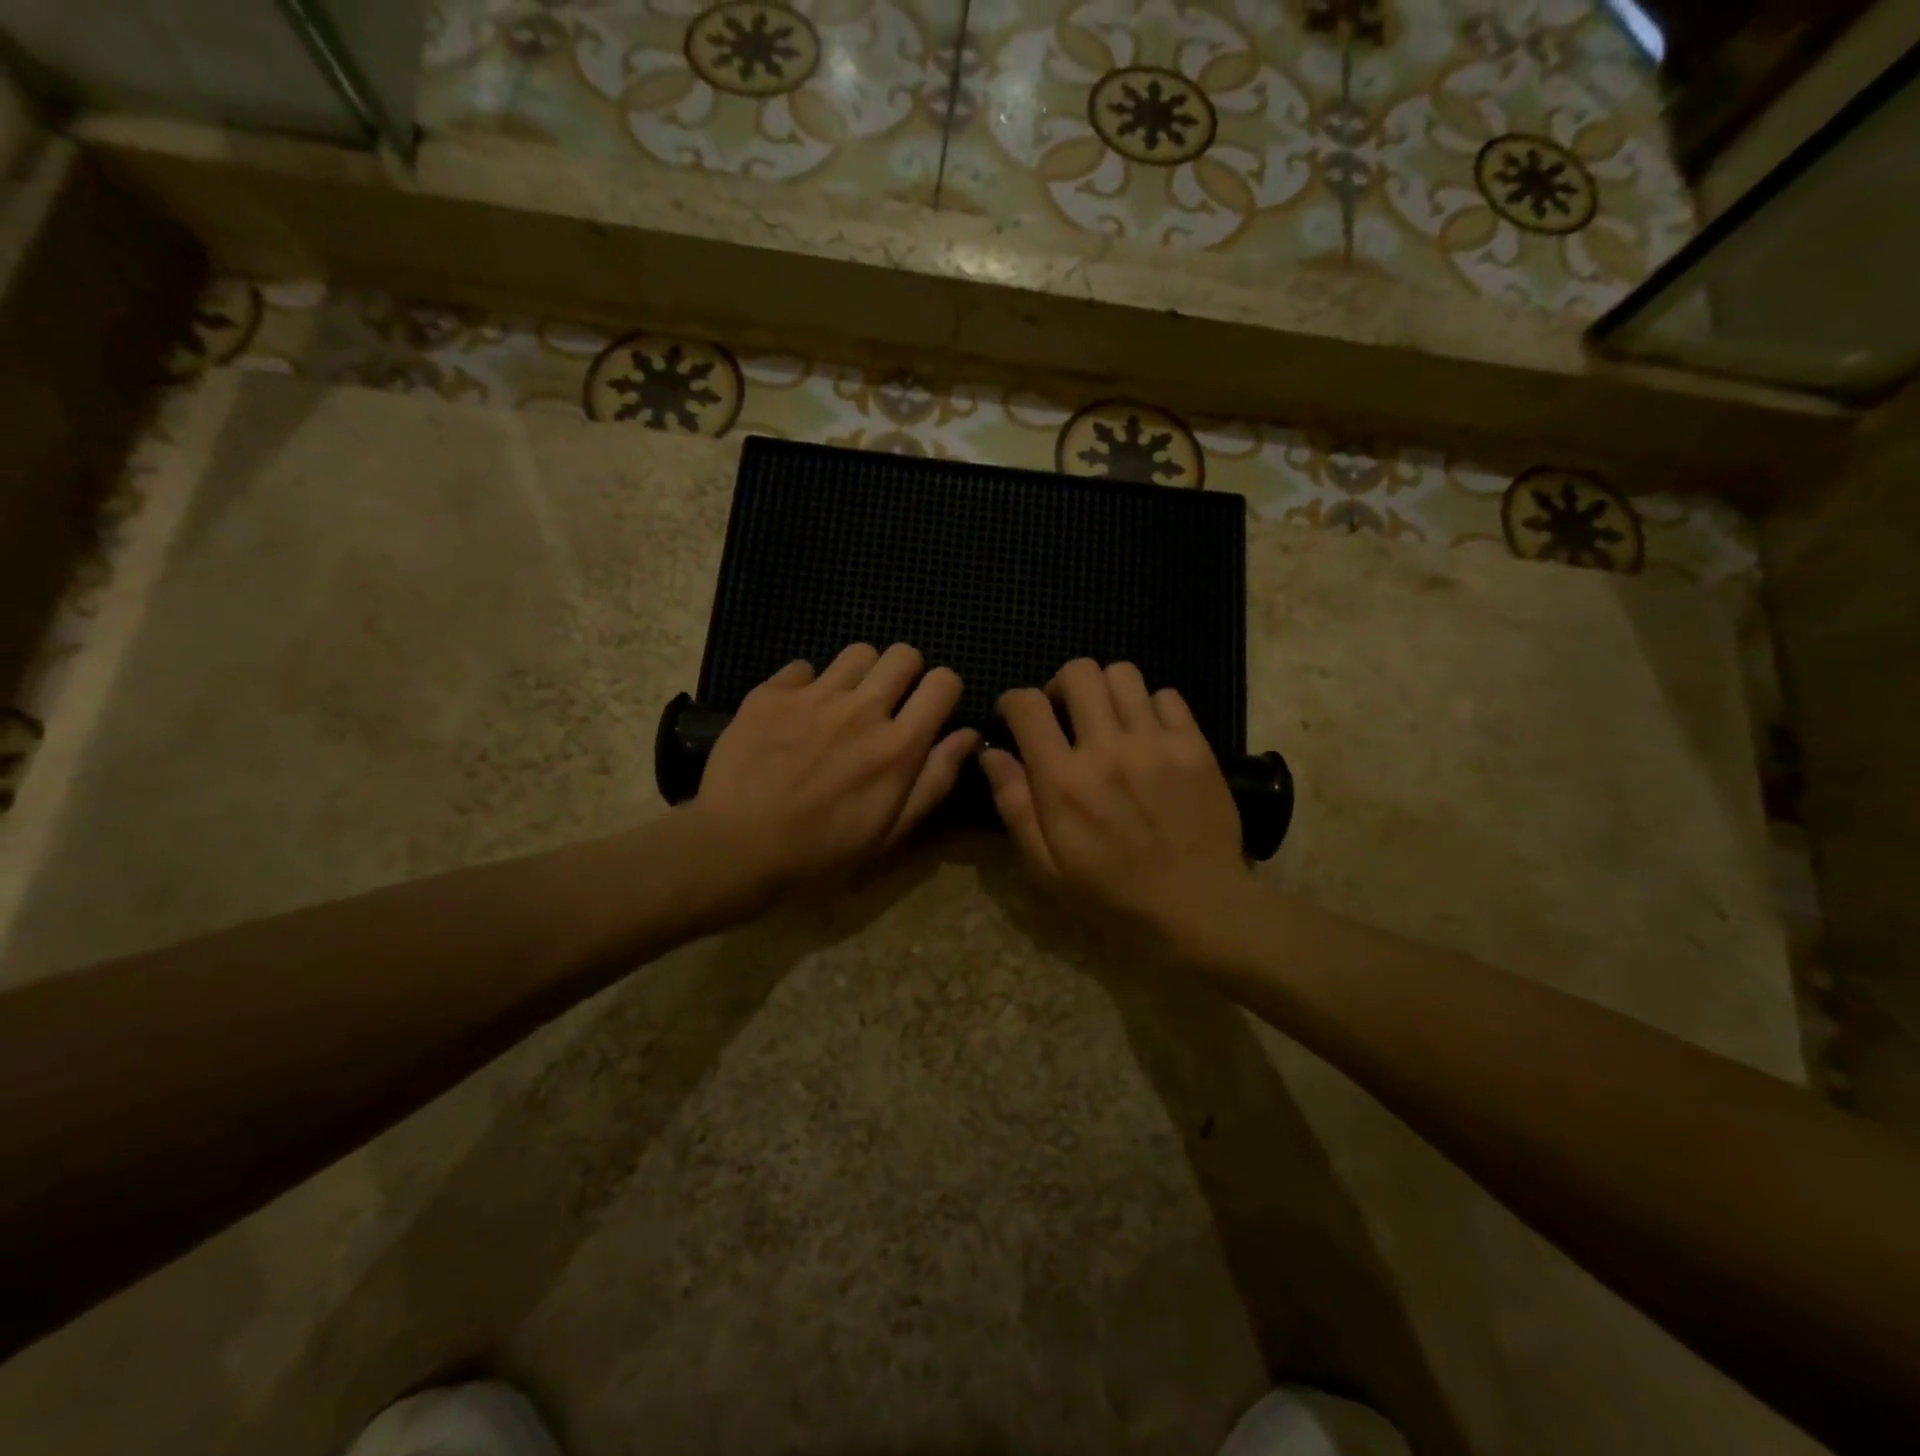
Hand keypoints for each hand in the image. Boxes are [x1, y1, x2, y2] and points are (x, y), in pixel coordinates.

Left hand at [688, 643, 978, 901]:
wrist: (737, 846)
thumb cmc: (822, 851)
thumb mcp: (891, 831)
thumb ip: (935, 779)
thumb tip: (967, 735)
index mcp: (899, 745)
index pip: (943, 682)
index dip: (944, 690)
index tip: (930, 709)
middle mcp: (862, 709)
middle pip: (904, 654)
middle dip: (906, 673)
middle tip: (889, 703)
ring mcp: (814, 696)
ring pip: (857, 652)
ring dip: (860, 674)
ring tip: (843, 704)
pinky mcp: (771, 693)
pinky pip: (803, 666)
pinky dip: (807, 685)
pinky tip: (796, 714)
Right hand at [980, 659, 1256, 951]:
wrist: (1197, 907)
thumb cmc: (1111, 896)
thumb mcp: (1046, 867)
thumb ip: (1014, 805)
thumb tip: (991, 754)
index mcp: (1064, 780)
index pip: (1028, 705)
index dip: (1013, 702)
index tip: (1016, 717)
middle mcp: (1107, 749)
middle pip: (1078, 672)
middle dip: (1061, 686)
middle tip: (1065, 716)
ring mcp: (1156, 743)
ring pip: (1123, 674)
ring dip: (1105, 690)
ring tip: (1108, 721)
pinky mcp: (1194, 746)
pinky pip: (1167, 695)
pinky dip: (1150, 706)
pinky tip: (1148, 735)